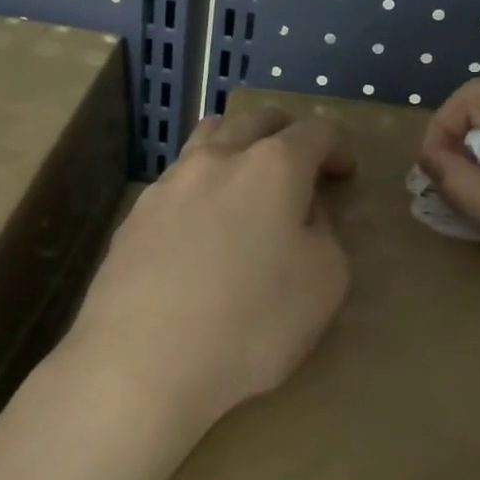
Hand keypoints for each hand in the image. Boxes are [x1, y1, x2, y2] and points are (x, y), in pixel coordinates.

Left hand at [63, 106, 354, 440]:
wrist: (142, 360)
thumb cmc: (251, 321)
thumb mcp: (324, 282)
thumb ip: (322, 233)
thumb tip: (300, 212)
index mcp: (273, 167)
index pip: (315, 132)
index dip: (337, 146)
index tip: (344, 171)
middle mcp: (218, 159)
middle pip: (256, 119)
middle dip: (287, 132)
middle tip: (301, 162)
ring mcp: (169, 183)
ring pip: (209, 136)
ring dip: (237, 143)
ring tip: (246, 174)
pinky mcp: (135, 214)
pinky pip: (178, 178)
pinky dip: (202, 182)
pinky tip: (202, 221)